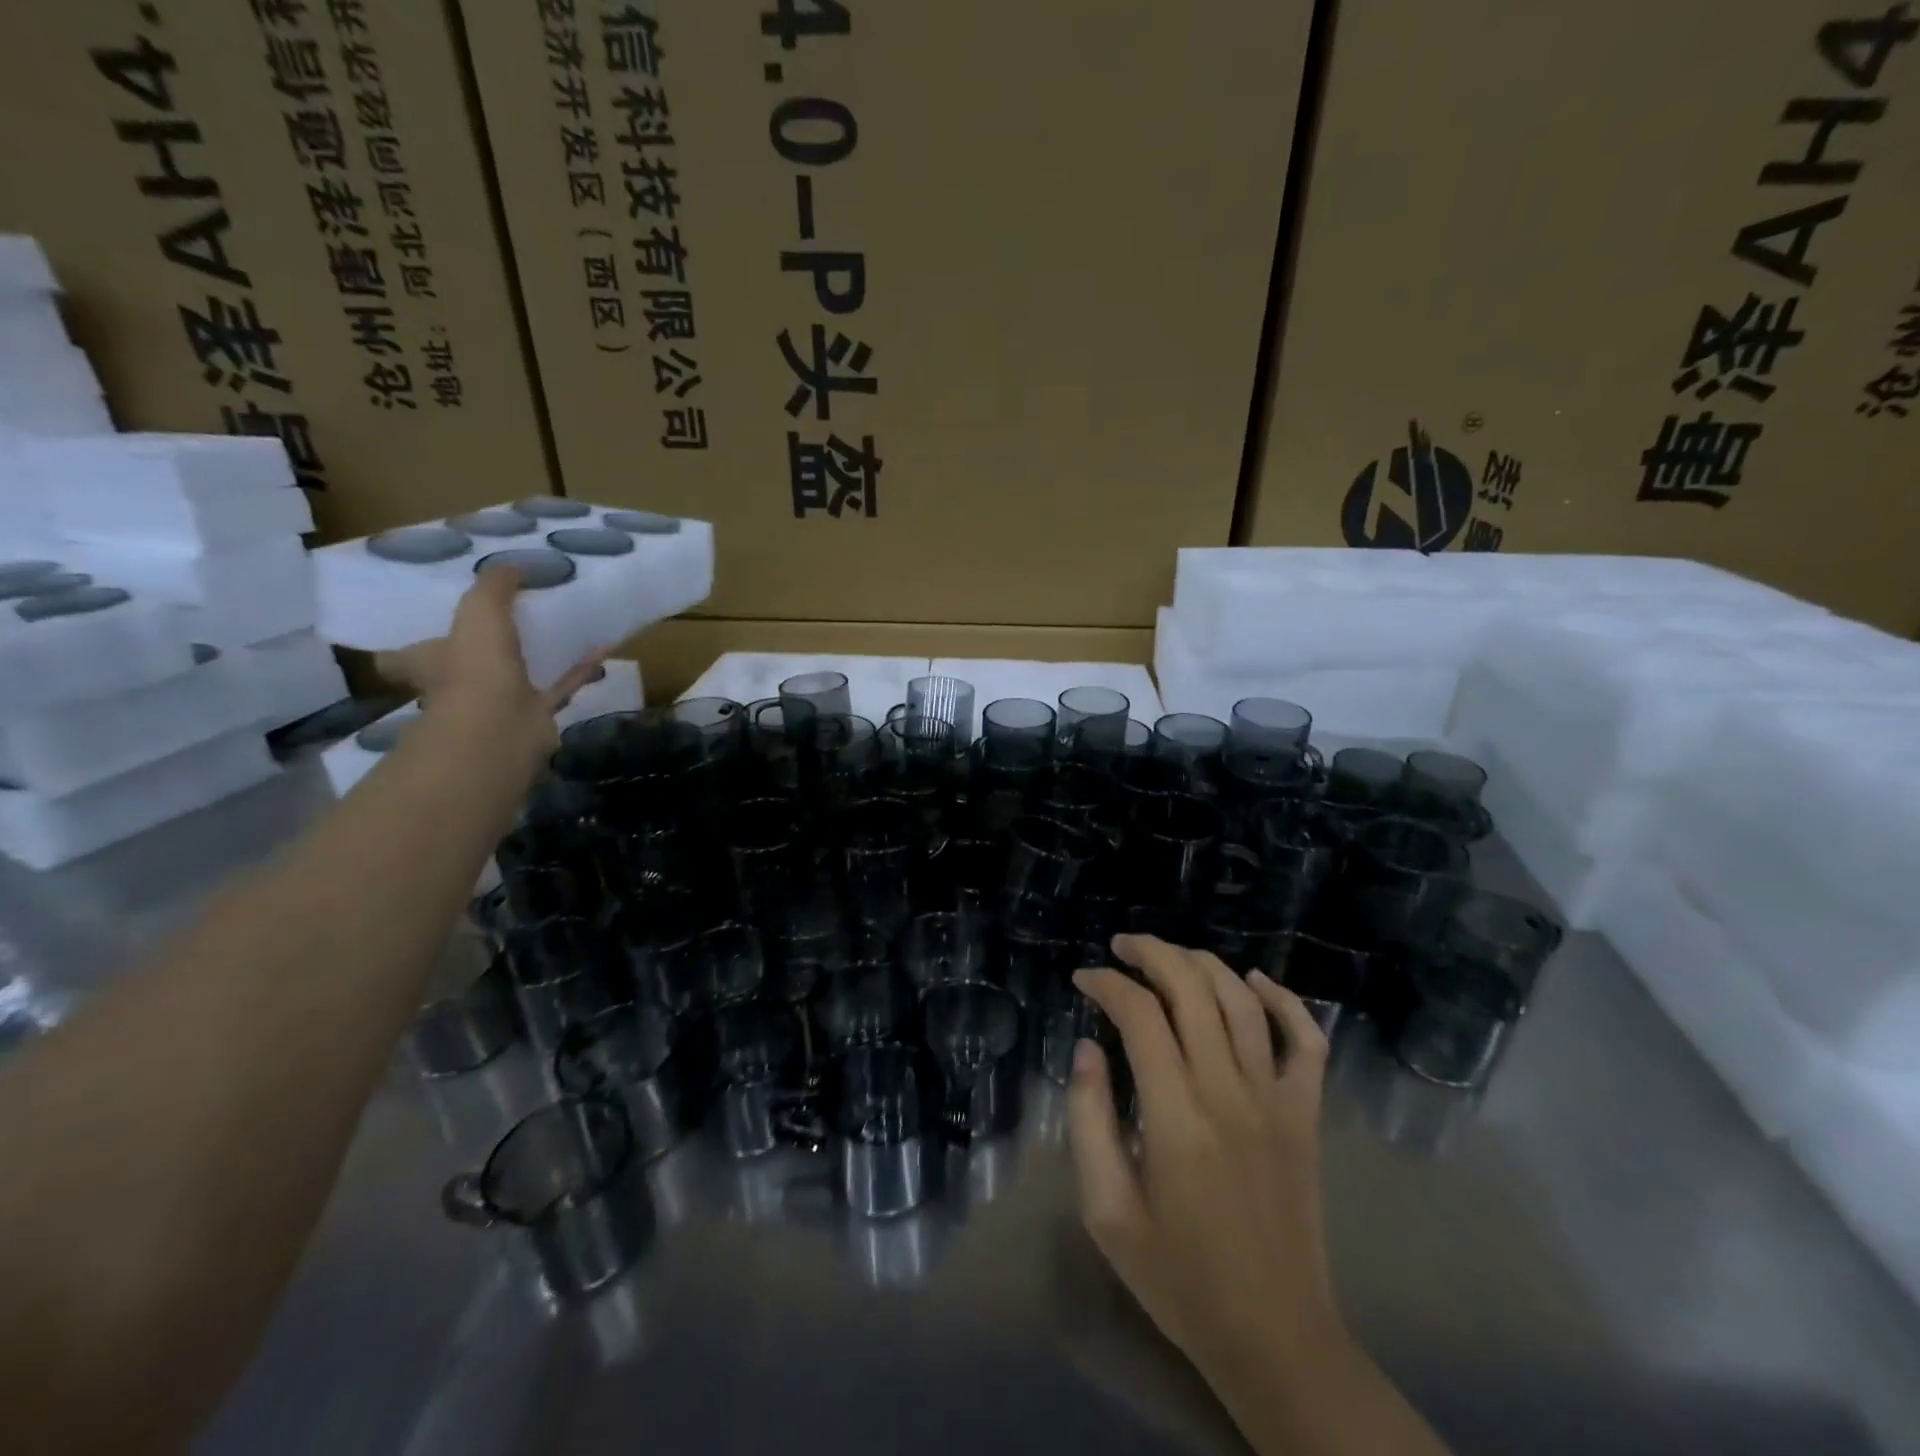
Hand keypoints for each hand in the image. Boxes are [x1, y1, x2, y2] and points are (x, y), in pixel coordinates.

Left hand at [374, 565, 605, 758]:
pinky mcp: (536, 716)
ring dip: (537, 655)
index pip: (406, 655)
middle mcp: (458, 686)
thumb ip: (493, 586)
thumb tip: (512, 566)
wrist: (503, 728)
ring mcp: (498, 704)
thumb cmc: (475, 667)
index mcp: (430, 663)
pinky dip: (579, 669)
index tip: (433, 621)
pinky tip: (600, 648)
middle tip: (508, 619)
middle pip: (466, 664)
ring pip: (517, 675)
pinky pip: (560, 686)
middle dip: (483, 647)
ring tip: (560, 629)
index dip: (416, 641)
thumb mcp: (479, 611)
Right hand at [1068, 935, 1339, 1398]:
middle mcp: (1229, 1092)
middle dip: (1152, 953)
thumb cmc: (1178, 1277)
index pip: (1140, 1015)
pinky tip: (1254, 980)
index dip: (1107, 984)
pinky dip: (1285, 1000)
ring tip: (1169, 955)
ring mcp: (1276, 1100)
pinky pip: (1306, 1041)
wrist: (1274, 1337)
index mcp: (1176, 1117)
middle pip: (1192, 989)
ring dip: (1202, 963)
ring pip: (1242, 1001)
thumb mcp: (1107, 1211)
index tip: (1083, 979)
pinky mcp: (1306, 1115)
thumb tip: (1087, 1048)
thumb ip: (1089, 1121)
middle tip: (1121, 947)